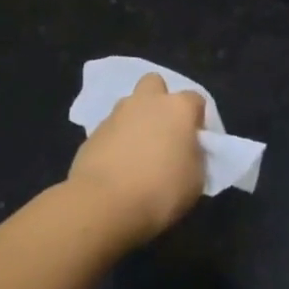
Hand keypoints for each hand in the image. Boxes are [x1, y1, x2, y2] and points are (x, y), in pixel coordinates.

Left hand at [67, 73, 207, 245]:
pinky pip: (110, 130)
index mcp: (178, 108)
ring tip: (137, 153)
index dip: (197, 119)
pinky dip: (115, 142)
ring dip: (135, 121)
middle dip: (159, 100)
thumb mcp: (196, 180)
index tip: (195, 142)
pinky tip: (117, 167)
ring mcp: (116, 115)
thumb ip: (195, 157)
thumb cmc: (160, 190)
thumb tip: (188, 152)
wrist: (103, 204)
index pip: (195, 100)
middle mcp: (147, 102)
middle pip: (155, 84)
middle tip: (163, 131)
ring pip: (129, 106)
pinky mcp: (92, 133)